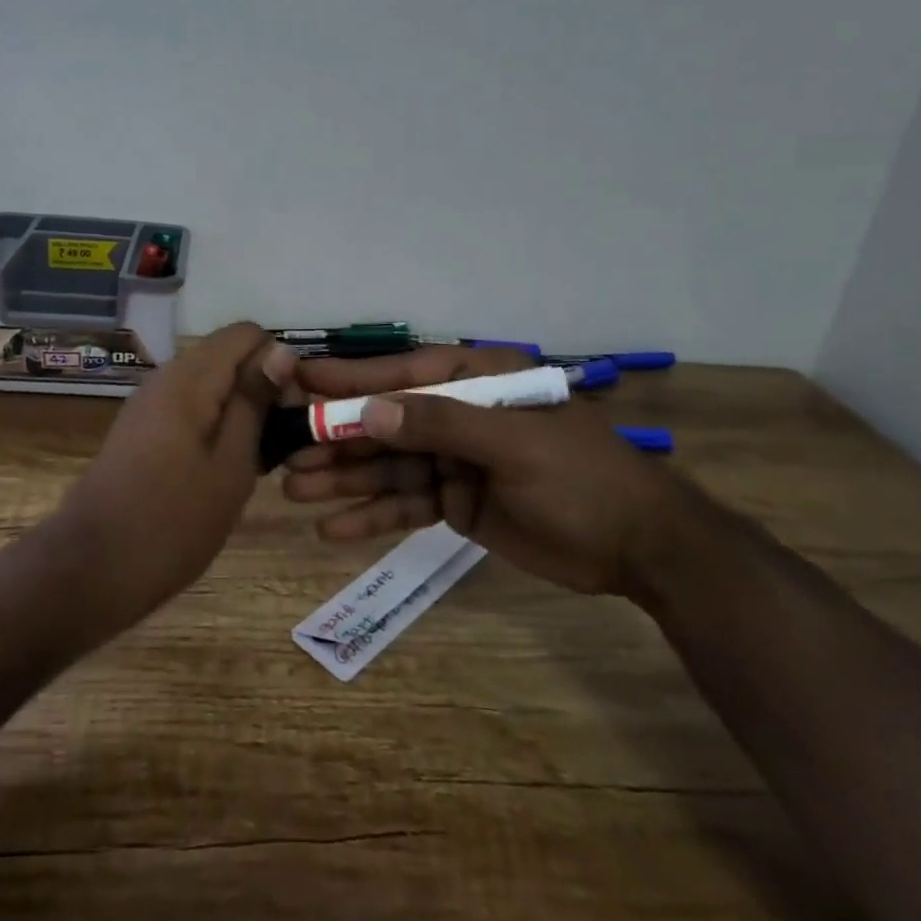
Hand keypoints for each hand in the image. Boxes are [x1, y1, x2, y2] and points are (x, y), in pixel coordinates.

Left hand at [55, 322, 290, 630]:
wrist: (92, 570)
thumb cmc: (173, 522)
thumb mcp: (231, 464)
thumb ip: (255, 401)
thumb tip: (282, 349)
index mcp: (190, 378)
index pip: (247, 333)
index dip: (278, 363)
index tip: (290, 412)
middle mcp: (166, 377)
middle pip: (229, 356)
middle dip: (262, 388)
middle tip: (279, 444)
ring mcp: (150, 403)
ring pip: (212, 384)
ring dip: (241, 411)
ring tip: (257, 461)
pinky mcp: (142, 429)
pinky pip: (191, 407)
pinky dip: (216, 425)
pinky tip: (224, 469)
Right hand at [279, 347, 700, 596]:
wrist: (637, 546)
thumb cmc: (580, 477)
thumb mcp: (513, 444)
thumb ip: (440, 425)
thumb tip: (368, 412)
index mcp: (476, 380)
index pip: (400, 374)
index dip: (348, 377)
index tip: (296, 379)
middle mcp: (458, 413)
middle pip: (385, 423)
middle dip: (336, 439)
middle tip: (283, 454)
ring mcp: (455, 459)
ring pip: (388, 466)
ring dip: (343, 479)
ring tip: (294, 491)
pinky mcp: (456, 500)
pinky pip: (405, 504)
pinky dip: (372, 516)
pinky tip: (332, 529)